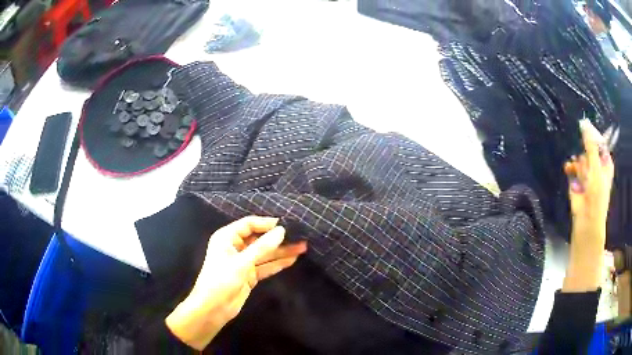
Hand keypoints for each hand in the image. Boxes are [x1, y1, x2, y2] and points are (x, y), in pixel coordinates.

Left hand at [165, 216, 307, 349]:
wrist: (213, 309)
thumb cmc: (221, 281)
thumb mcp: (241, 263)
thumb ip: (262, 247)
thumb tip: (281, 231)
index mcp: (227, 237)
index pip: (249, 224)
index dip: (267, 224)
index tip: (287, 225)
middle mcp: (235, 247)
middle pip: (259, 239)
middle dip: (278, 239)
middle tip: (299, 236)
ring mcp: (243, 262)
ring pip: (265, 253)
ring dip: (282, 251)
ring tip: (302, 247)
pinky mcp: (250, 275)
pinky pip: (266, 266)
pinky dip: (278, 264)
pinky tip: (292, 260)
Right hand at [562, 120, 613, 291]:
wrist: (586, 220)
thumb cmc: (596, 195)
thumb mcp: (596, 168)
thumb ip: (590, 146)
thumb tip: (583, 123)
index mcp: (605, 162)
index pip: (600, 142)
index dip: (594, 137)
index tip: (587, 130)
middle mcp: (597, 165)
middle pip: (589, 149)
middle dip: (585, 154)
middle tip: (587, 165)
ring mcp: (587, 173)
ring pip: (581, 157)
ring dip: (579, 164)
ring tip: (580, 175)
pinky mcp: (577, 179)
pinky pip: (573, 166)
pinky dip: (570, 168)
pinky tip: (569, 169)